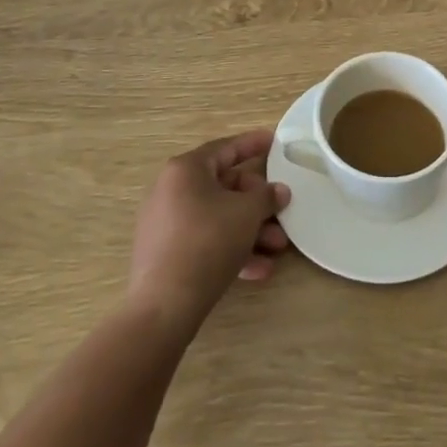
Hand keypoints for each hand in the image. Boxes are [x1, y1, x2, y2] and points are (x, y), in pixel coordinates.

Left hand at [128, 130, 290, 334]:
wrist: (164, 305)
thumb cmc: (207, 242)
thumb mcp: (246, 214)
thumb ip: (266, 196)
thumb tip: (279, 191)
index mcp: (186, 170)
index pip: (225, 148)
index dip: (252, 144)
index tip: (274, 141)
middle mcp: (171, 190)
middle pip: (223, 186)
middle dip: (257, 202)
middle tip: (282, 210)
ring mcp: (166, 223)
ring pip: (217, 217)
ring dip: (250, 230)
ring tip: (277, 247)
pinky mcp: (166, 254)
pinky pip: (205, 241)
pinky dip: (231, 249)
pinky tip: (259, 270)